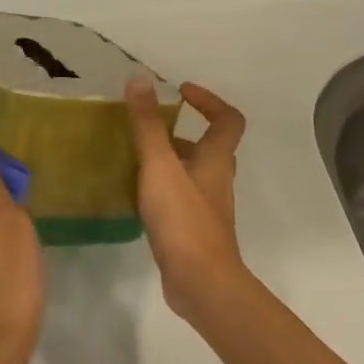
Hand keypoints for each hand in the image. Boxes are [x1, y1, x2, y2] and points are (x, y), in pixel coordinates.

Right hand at [125, 78, 249, 316]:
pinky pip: (182, 199)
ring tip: (136, 159)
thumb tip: (140, 80)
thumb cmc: (183, 219)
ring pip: (193, 174)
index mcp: (216, 159)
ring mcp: (208, 208)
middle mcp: (217, 180)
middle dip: (181, 133)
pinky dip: (164, 189)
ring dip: (171, 162)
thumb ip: (148, 124)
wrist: (201, 282)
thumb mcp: (160, 165)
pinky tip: (138, 196)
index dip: (209, 101)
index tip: (181, 92)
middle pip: (210, 147)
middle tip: (149, 129)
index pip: (228, 119)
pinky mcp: (195, 231)